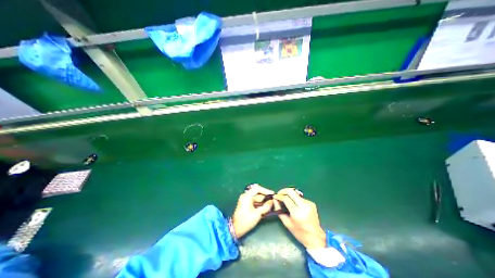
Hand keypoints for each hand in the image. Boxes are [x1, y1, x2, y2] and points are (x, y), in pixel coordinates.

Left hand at [233, 184, 274, 238]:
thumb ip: (265, 207)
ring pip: (256, 198)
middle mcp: (246, 196)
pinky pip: (254, 201)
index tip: (272, 194)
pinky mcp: (246, 204)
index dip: (265, 190)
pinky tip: (266, 207)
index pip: (257, 189)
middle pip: (257, 193)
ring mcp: (245, 200)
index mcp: (247, 196)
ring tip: (271, 204)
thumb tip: (271, 202)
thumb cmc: (246, 221)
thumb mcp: (257, 214)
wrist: (235, 229)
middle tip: (273, 199)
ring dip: (263, 200)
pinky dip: (260, 203)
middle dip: (265, 196)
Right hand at [272, 188, 327, 247]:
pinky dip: (295, 199)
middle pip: (291, 191)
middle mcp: (304, 206)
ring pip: (295, 194)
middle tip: (279, 194)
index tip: (275, 197)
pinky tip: (294, 204)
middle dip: (283, 191)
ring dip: (289, 195)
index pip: (286, 199)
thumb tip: (275, 200)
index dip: (279, 196)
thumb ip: (279, 210)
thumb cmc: (299, 232)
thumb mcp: (287, 223)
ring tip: (285, 199)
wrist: (316, 237)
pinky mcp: (311, 203)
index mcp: (297, 213)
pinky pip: (300, 198)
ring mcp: (309, 203)